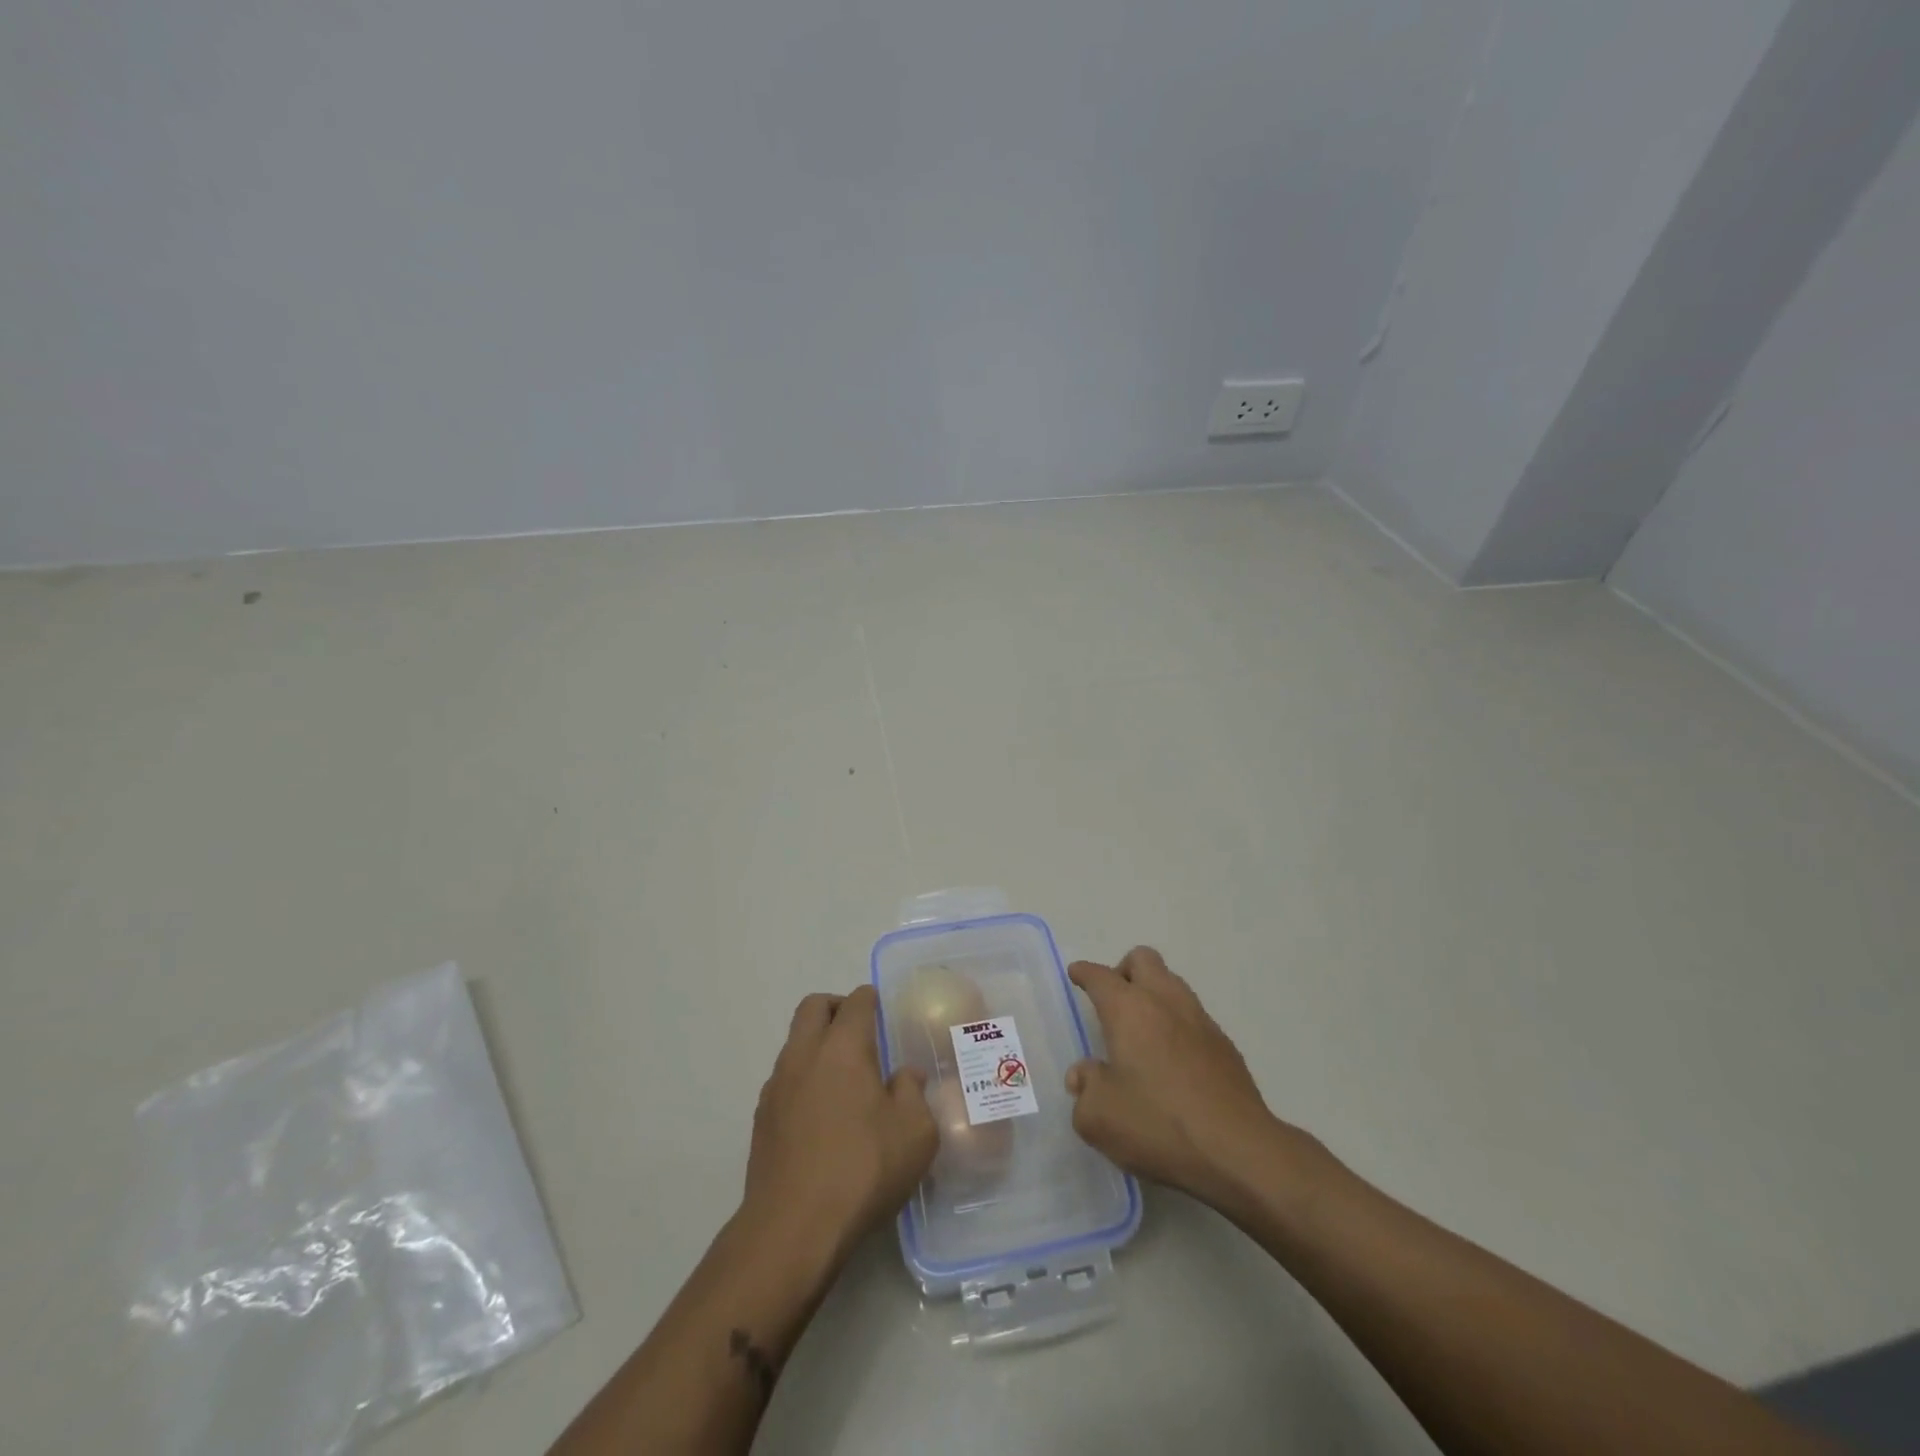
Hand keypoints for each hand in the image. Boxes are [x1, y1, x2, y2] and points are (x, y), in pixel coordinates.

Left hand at [741, 985, 937, 1264]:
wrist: (793, 1229)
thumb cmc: (862, 1170)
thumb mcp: (915, 1133)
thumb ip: (913, 1093)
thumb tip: (904, 1076)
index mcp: (843, 1048)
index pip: (856, 1002)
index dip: (871, 1000)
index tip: (883, 1011)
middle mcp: (804, 1055)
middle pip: (813, 1007)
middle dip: (837, 1008)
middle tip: (860, 1032)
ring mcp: (776, 1086)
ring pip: (795, 1042)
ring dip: (817, 1045)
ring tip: (844, 1080)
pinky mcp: (761, 1119)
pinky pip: (784, 1079)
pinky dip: (803, 1080)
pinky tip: (822, 1116)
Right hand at [1067, 948, 1322, 1213]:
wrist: (1238, 1152)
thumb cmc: (1158, 1126)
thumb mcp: (1099, 1117)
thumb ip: (1085, 1088)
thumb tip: (1084, 1074)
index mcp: (1129, 1009)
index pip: (1100, 976)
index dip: (1084, 973)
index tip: (1077, 974)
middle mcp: (1165, 1002)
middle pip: (1143, 959)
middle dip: (1123, 970)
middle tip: (1112, 1001)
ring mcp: (1200, 1020)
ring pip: (1172, 983)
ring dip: (1153, 994)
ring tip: (1141, 1030)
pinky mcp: (1225, 1046)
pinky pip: (1193, 1017)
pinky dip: (1177, 1025)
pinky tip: (1172, 1060)